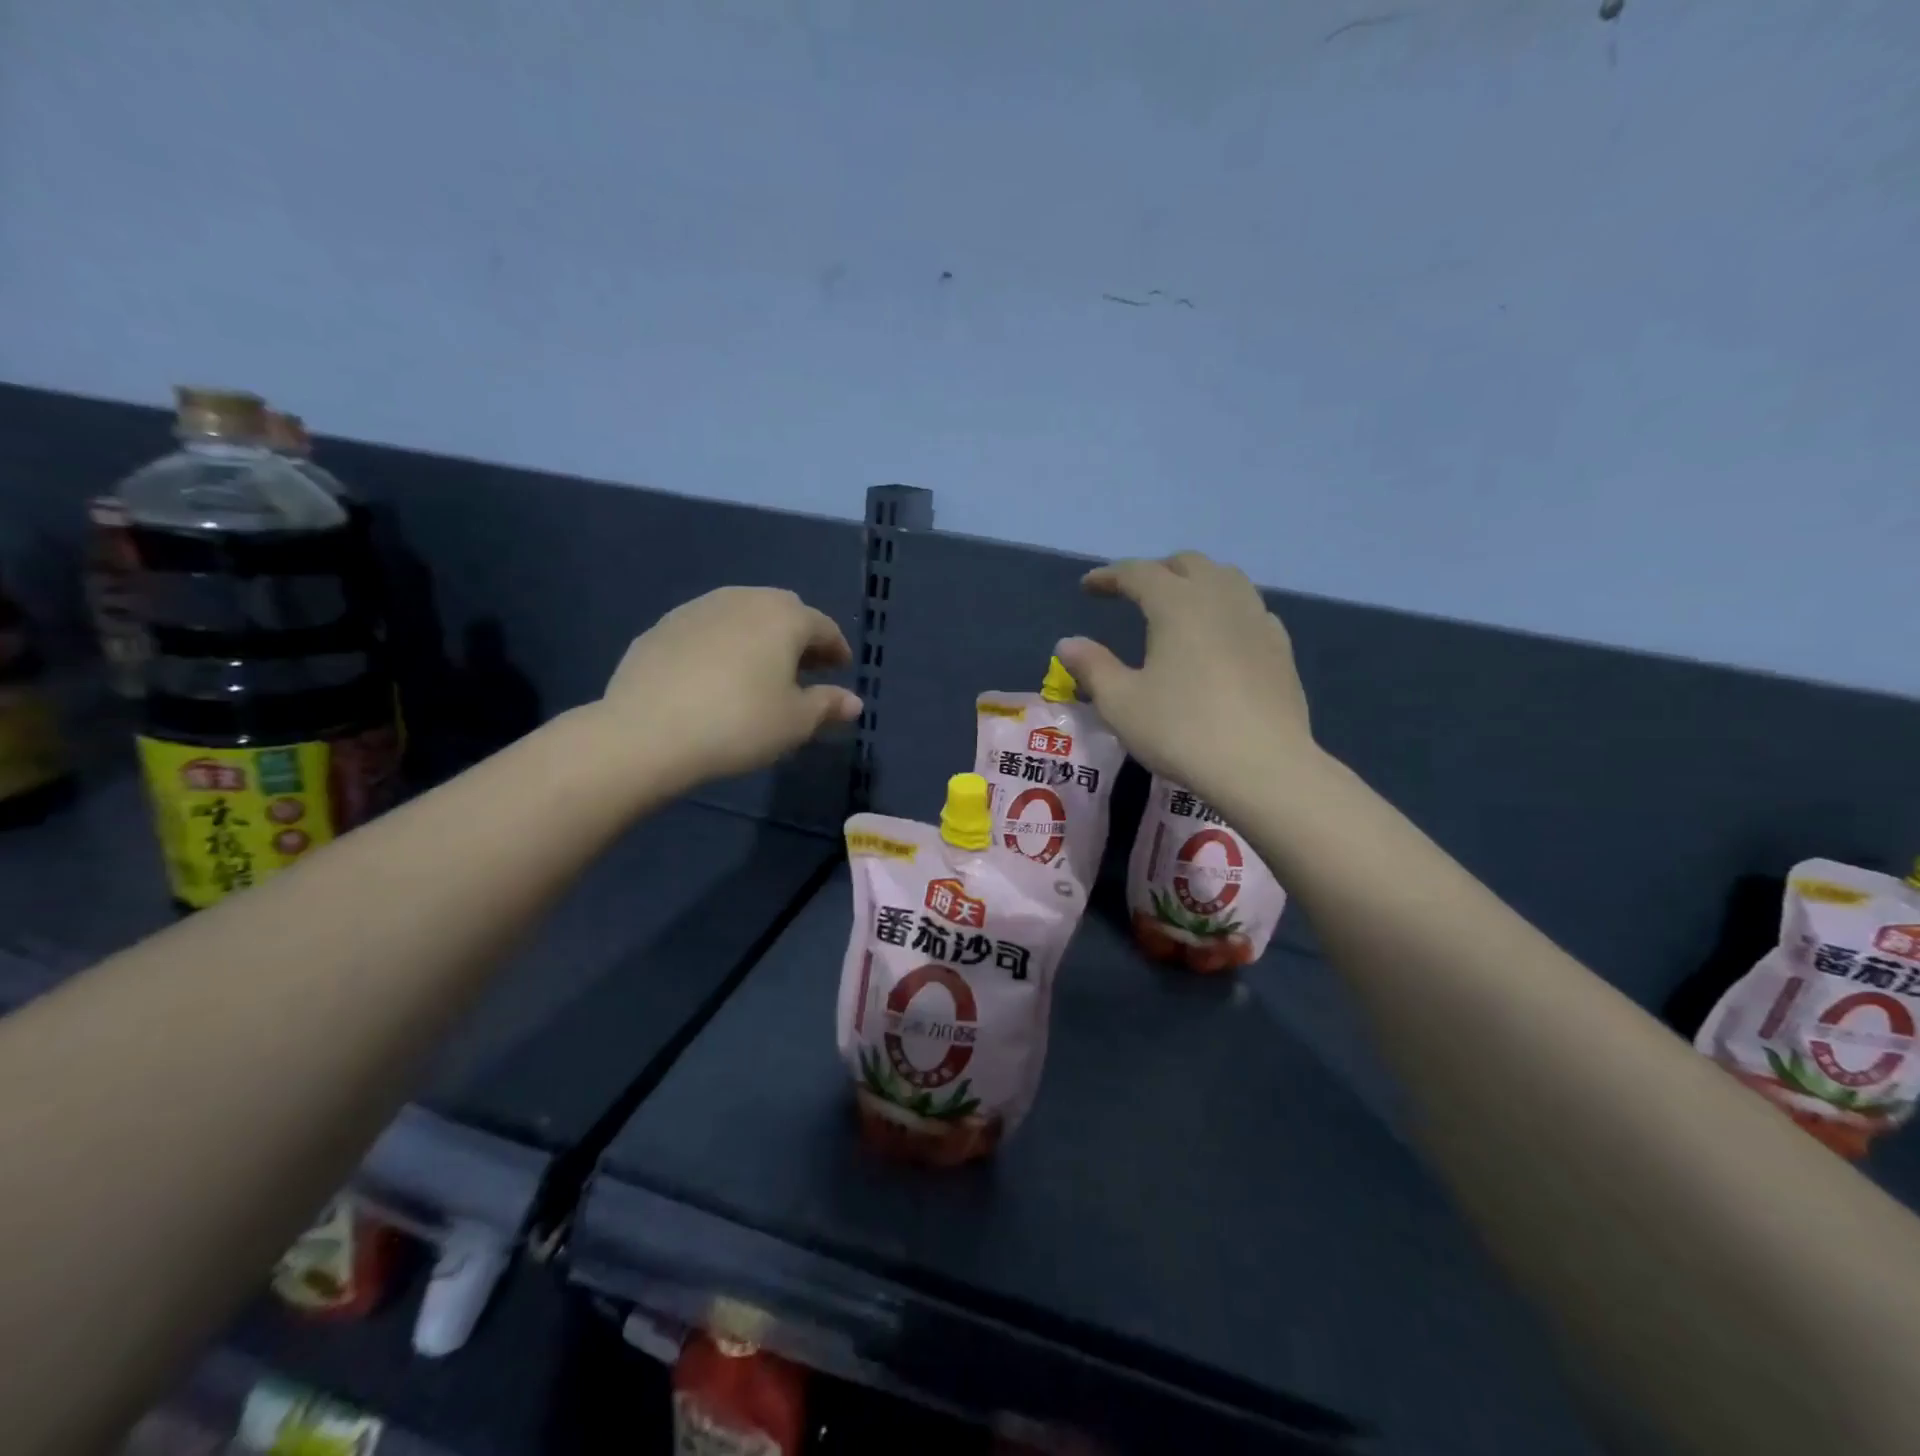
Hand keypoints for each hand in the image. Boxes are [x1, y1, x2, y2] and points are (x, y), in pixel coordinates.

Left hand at [596, 586, 860, 792]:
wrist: (647, 732)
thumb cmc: (739, 724)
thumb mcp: (795, 722)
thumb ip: (827, 705)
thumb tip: (853, 702)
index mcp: (783, 617)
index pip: (822, 626)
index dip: (836, 648)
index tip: (841, 669)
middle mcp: (743, 599)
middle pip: (782, 610)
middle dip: (799, 636)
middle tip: (804, 668)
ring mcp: (698, 609)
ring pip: (742, 614)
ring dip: (759, 635)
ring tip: (760, 670)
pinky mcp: (662, 627)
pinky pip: (707, 628)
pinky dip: (723, 643)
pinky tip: (716, 674)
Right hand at [1054, 552, 1316, 812]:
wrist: (1262, 767)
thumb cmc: (1181, 730)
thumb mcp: (1121, 703)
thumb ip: (1092, 667)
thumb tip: (1067, 644)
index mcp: (1177, 604)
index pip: (1138, 573)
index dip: (1109, 576)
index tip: (1088, 587)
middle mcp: (1221, 598)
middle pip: (1188, 564)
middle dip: (1156, 571)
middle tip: (1133, 593)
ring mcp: (1257, 620)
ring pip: (1226, 579)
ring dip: (1196, 583)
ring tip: (1178, 606)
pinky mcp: (1281, 648)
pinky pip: (1250, 610)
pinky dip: (1227, 609)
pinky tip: (1221, 635)